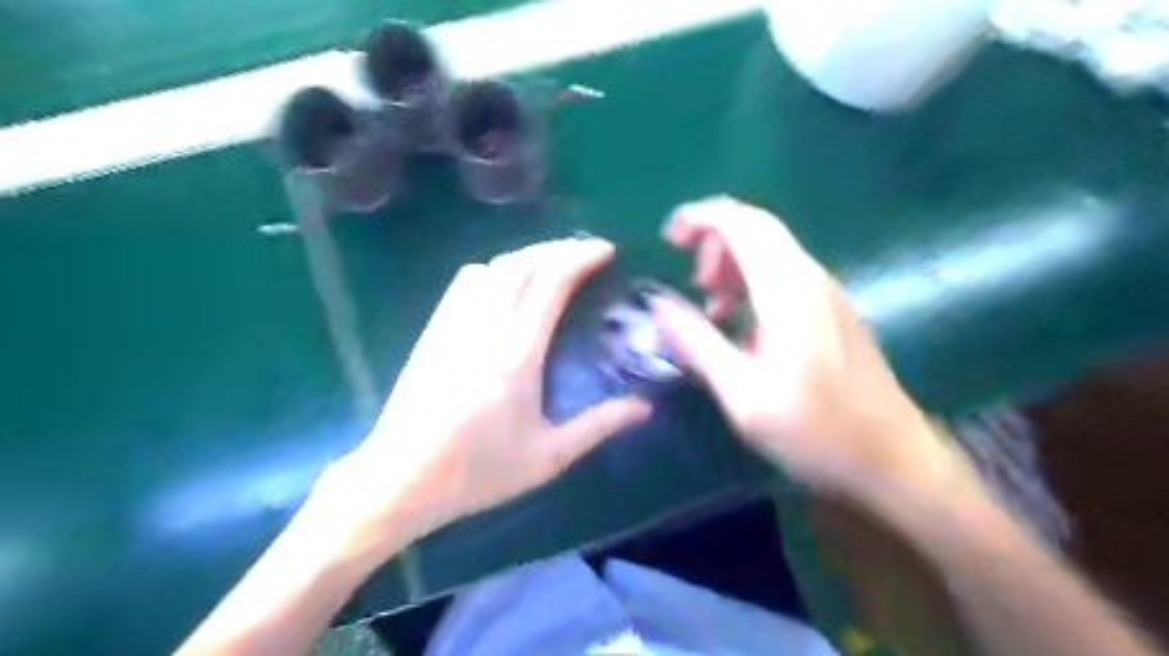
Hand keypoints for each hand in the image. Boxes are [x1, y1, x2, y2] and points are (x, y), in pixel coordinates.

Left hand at [311, 239, 654, 566]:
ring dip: (528, 256)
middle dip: (560, 248)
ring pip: (493, 266)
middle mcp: (483, 327)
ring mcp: (452, 324)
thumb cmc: (478, 472)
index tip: (607, 251)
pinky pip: (467, 281)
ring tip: (552, 267)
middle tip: (588, 254)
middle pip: (523, 262)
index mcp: (516, 354)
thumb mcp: (548, 457)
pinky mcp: (433, 329)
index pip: (551, 282)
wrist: (401, 479)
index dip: (581, 257)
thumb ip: (599, 425)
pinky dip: (496, 270)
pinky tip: (507, 287)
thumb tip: (646, 407)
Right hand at [653, 199, 962, 497]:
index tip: (668, 238)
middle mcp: (810, 278)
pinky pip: (782, 272)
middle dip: (714, 238)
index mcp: (787, 291)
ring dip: (732, 261)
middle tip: (692, 280)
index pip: (741, 223)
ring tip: (710, 304)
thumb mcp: (742, 395)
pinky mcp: (830, 308)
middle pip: (756, 226)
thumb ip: (697, 344)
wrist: (892, 457)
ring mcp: (825, 291)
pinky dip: (750, 279)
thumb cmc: (815, 431)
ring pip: (770, 248)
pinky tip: (739, 320)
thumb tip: (657, 304)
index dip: (700, 217)